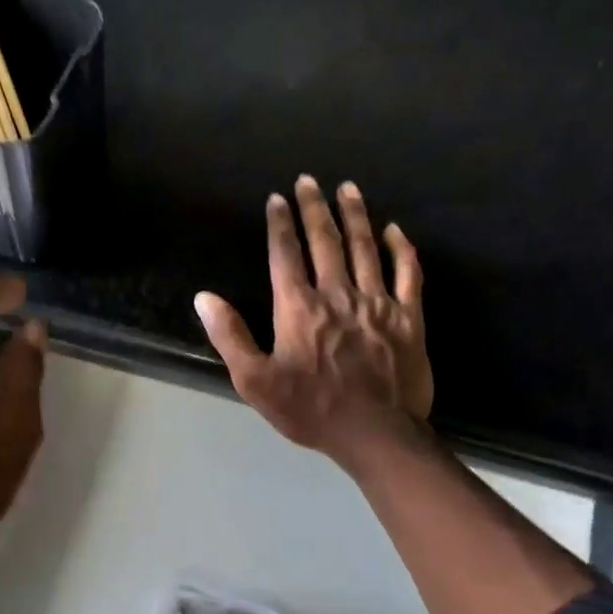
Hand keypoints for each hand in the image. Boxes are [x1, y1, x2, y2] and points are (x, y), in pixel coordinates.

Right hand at [195, 175, 432, 467]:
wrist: (374, 433)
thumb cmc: (309, 410)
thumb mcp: (255, 381)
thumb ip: (230, 336)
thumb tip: (205, 298)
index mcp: (298, 308)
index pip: (285, 255)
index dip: (280, 224)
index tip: (277, 199)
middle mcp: (337, 294)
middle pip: (325, 241)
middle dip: (314, 208)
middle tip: (309, 180)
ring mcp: (377, 303)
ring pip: (365, 248)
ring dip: (355, 215)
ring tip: (348, 189)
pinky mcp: (408, 318)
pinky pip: (407, 273)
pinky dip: (401, 249)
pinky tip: (394, 230)